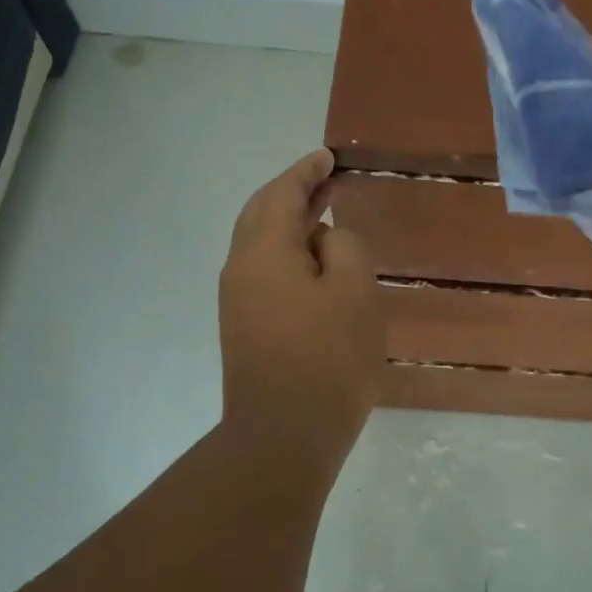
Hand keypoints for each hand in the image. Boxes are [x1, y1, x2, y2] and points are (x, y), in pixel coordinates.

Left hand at [219, 149, 382, 457]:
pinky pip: (265, 272)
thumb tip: (322, 240)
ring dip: (290, 224)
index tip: (327, 156)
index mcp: (263, 251)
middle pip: (261, 214)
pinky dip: (288, 253)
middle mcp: (240, 269)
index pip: (282, 194)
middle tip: (325, 180)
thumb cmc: (328, 357)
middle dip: (293, 193)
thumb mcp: (354, 290)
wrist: (284, 436)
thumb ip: (342, 247)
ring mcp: (238, 301)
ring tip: (324, 216)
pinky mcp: (245, 328)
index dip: (306, 172)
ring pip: (261, 244)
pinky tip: (314, 265)